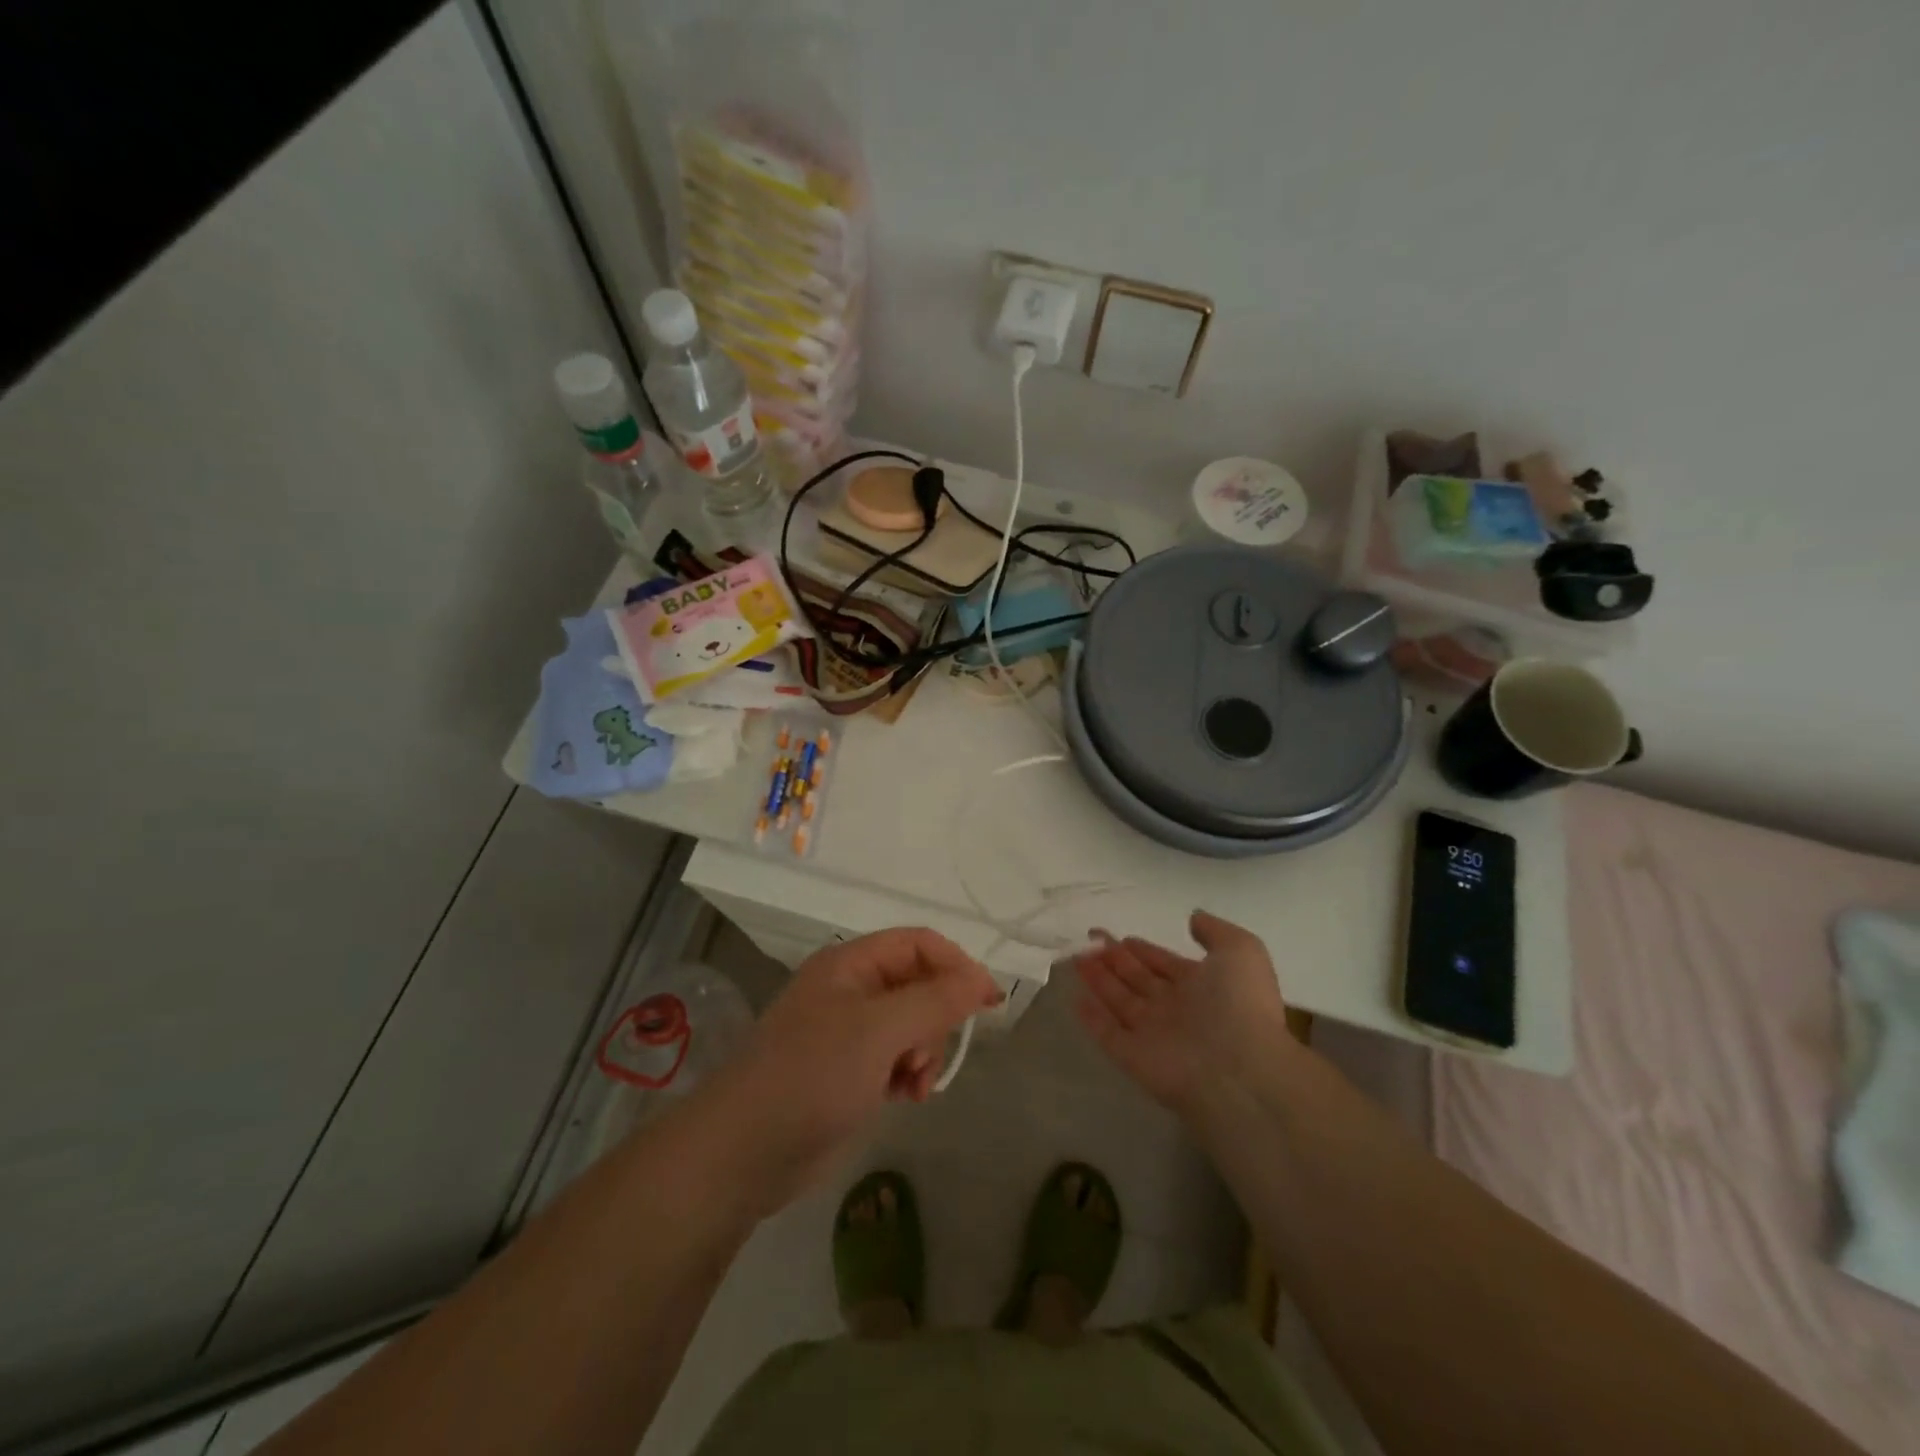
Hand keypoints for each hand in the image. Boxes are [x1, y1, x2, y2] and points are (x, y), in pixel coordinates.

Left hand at [708, 929, 1000, 1213]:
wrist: (744, 1152)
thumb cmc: (813, 1075)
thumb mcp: (880, 1030)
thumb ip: (936, 1001)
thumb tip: (983, 980)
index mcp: (850, 963)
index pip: (919, 943)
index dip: (957, 965)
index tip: (988, 1002)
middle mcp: (851, 990)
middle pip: (919, 985)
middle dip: (936, 1019)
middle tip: (928, 1056)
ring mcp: (848, 1032)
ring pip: (912, 1025)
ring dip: (925, 1051)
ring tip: (914, 1084)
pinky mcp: (848, 1072)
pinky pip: (896, 1057)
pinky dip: (909, 1073)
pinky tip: (904, 1097)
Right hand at [1073, 911, 1292, 1113]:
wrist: (1239, 1070)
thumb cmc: (1240, 1004)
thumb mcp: (1241, 951)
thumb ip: (1215, 932)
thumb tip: (1192, 919)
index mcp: (1203, 987)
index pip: (1165, 965)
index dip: (1144, 951)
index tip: (1121, 936)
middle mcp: (1176, 1010)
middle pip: (1138, 980)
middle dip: (1115, 960)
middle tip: (1090, 940)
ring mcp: (1154, 1035)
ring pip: (1120, 1002)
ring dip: (1099, 980)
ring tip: (1076, 957)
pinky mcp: (1134, 1058)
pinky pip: (1108, 1034)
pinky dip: (1092, 1018)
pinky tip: (1075, 999)